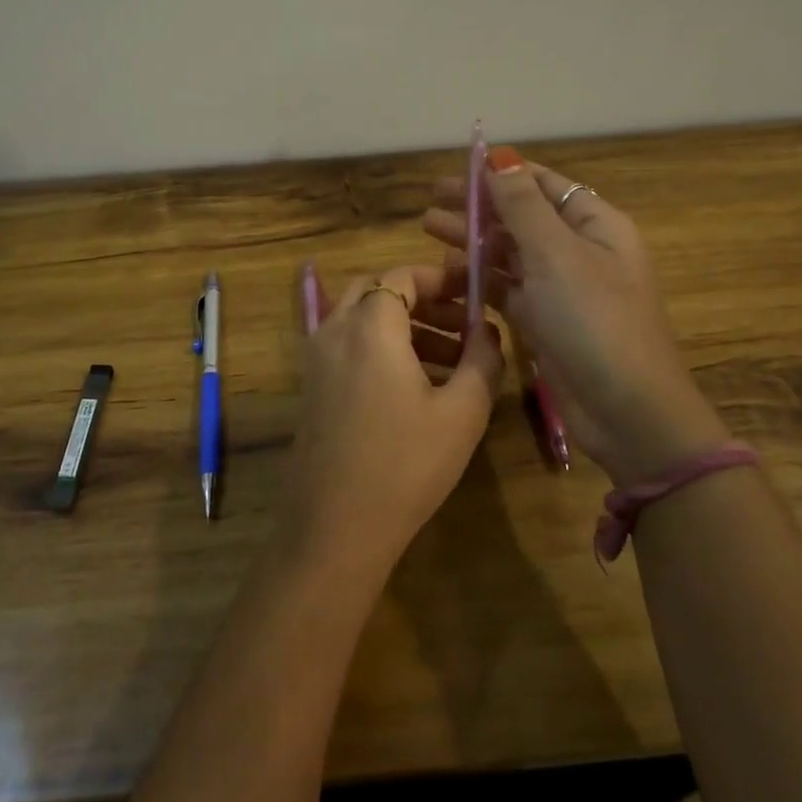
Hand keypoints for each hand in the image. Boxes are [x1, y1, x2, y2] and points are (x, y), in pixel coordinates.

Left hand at [277, 263, 504, 582]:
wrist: (335, 526)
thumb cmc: (406, 463)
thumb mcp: (462, 411)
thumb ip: (483, 359)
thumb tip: (489, 330)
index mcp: (369, 326)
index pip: (401, 276)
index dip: (441, 277)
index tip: (474, 292)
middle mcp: (334, 332)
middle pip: (377, 291)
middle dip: (423, 300)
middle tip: (464, 324)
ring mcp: (317, 361)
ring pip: (363, 321)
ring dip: (407, 327)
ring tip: (454, 362)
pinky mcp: (312, 388)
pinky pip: (349, 348)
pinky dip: (383, 349)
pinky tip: (419, 387)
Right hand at [422, 147, 726, 483]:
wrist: (626, 411)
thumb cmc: (595, 321)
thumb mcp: (557, 254)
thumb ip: (522, 206)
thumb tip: (501, 156)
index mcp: (595, 225)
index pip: (544, 184)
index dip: (502, 173)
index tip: (458, 168)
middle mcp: (579, 251)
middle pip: (521, 217)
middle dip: (479, 206)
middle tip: (431, 201)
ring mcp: (560, 289)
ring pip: (510, 253)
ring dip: (473, 240)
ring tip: (428, 229)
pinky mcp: (544, 322)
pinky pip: (507, 289)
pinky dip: (480, 278)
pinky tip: (449, 272)